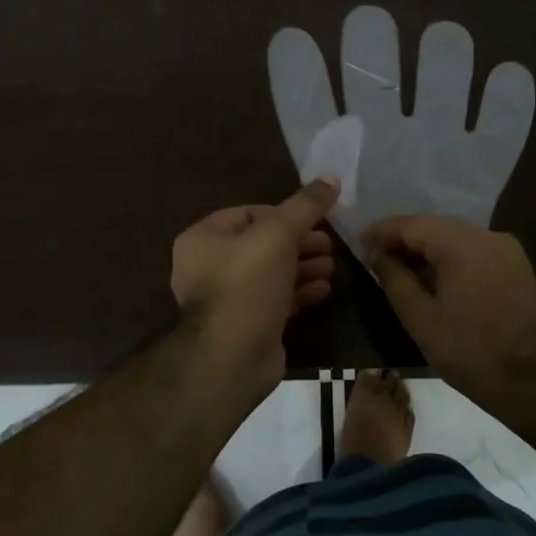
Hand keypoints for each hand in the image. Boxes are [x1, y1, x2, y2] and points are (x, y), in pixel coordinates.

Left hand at [171, 179, 338, 398]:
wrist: (233, 357)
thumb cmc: (248, 284)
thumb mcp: (278, 234)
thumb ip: (305, 205)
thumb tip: (332, 177)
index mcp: (203, 239)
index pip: (247, 214)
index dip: (283, 214)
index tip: (315, 220)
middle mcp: (208, 266)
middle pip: (261, 244)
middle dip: (299, 242)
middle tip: (330, 244)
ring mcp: (227, 299)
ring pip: (270, 273)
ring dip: (302, 267)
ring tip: (332, 266)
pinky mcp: (246, 324)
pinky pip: (274, 299)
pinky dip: (298, 292)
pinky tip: (324, 289)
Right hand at [363, 214, 535, 404]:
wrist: (526, 379)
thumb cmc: (466, 349)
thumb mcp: (418, 316)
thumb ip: (394, 278)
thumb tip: (378, 255)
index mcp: (462, 244)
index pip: (413, 225)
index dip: (383, 231)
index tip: (359, 241)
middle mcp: (486, 235)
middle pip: (435, 227)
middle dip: (404, 239)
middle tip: (376, 255)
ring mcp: (505, 249)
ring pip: (456, 237)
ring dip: (427, 248)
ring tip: (400, 266)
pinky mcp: (516, 265)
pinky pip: (474, 250)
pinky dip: (450, 257)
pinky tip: (433, 275)